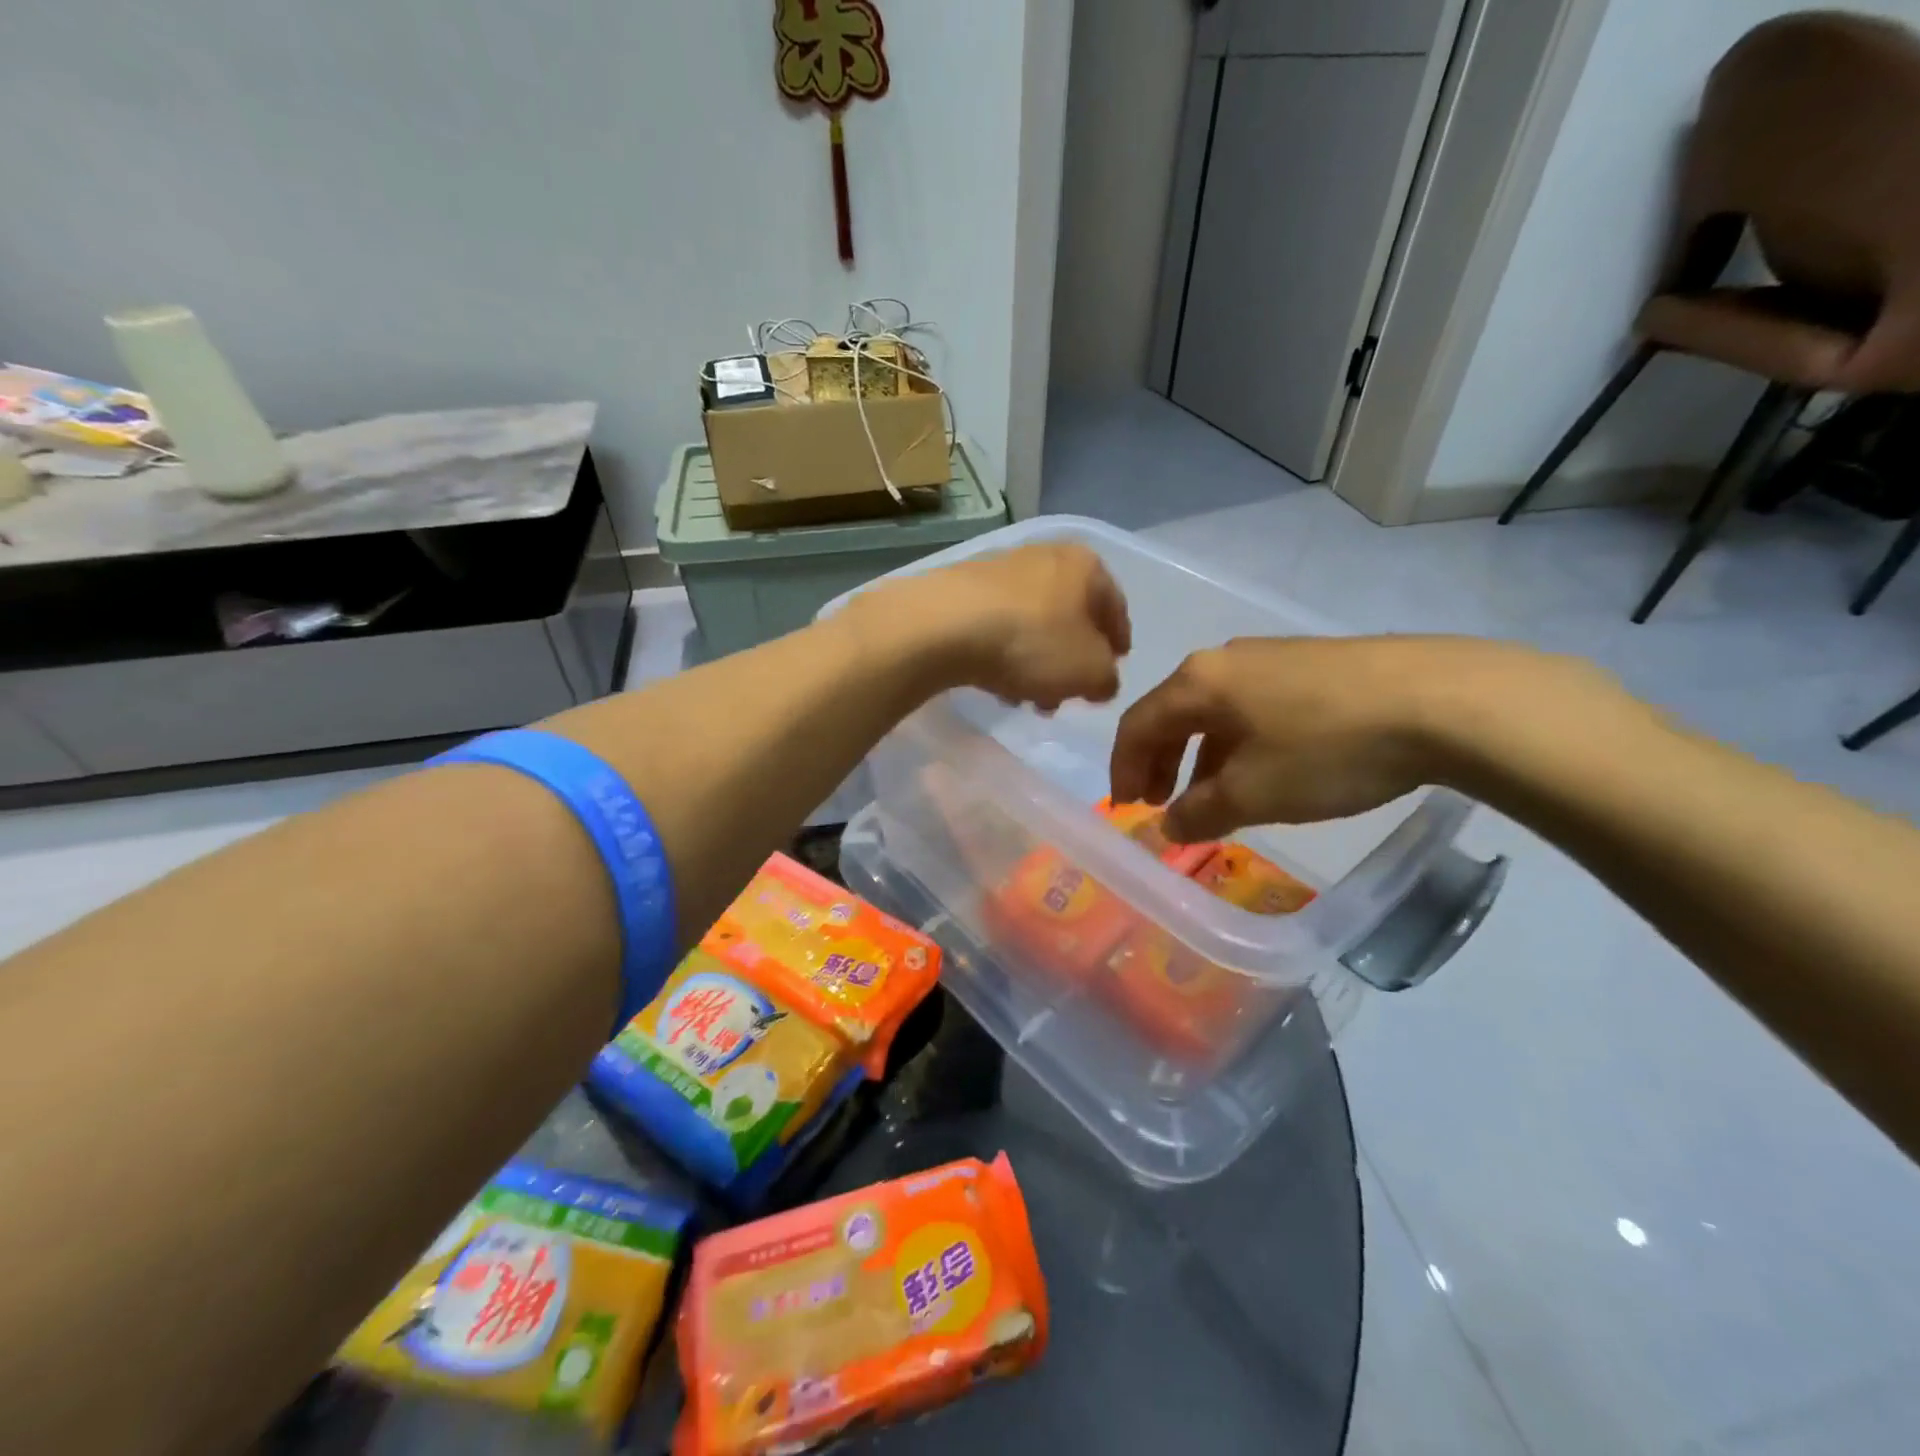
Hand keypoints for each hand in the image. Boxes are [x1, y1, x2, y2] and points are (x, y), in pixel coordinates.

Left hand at [850, 543, 1131, 709]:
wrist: (943, 626)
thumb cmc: (1032, 642)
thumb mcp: (1090, 671)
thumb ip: (1107, 678)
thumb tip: (1101, 681)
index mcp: (1086, 566)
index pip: (1115, 606)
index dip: (1118, 642)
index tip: (1114, 668)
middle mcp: (1045, 557)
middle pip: (1068, 616)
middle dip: (1069, 659)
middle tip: (1066, 695)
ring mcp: (999, 569)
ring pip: (1031, 624)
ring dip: (1035, 662)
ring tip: (1028, 699)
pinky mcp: (961, 589)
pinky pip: (996, 627)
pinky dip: (1003, 654)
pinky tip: (996, 684)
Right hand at [1109, 635, 1611, 840]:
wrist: (1443, 701)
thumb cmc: (1327, 749)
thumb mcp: (1254, 792)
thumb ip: (1199, 812)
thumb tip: (1168, 824)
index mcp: (1199, 683)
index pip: (1137, 724)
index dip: (1122, 769)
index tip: (1125, 808)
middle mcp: (1227, 660)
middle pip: (1173, 713)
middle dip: (1159, 762)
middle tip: (1158, 802)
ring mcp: (1273, 657)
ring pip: (1216, 711)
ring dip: (1201, 756)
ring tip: (1211, 796)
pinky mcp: (1314, 664)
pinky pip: (1254, 707)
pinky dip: (1240, 743)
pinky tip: (1264, 770)